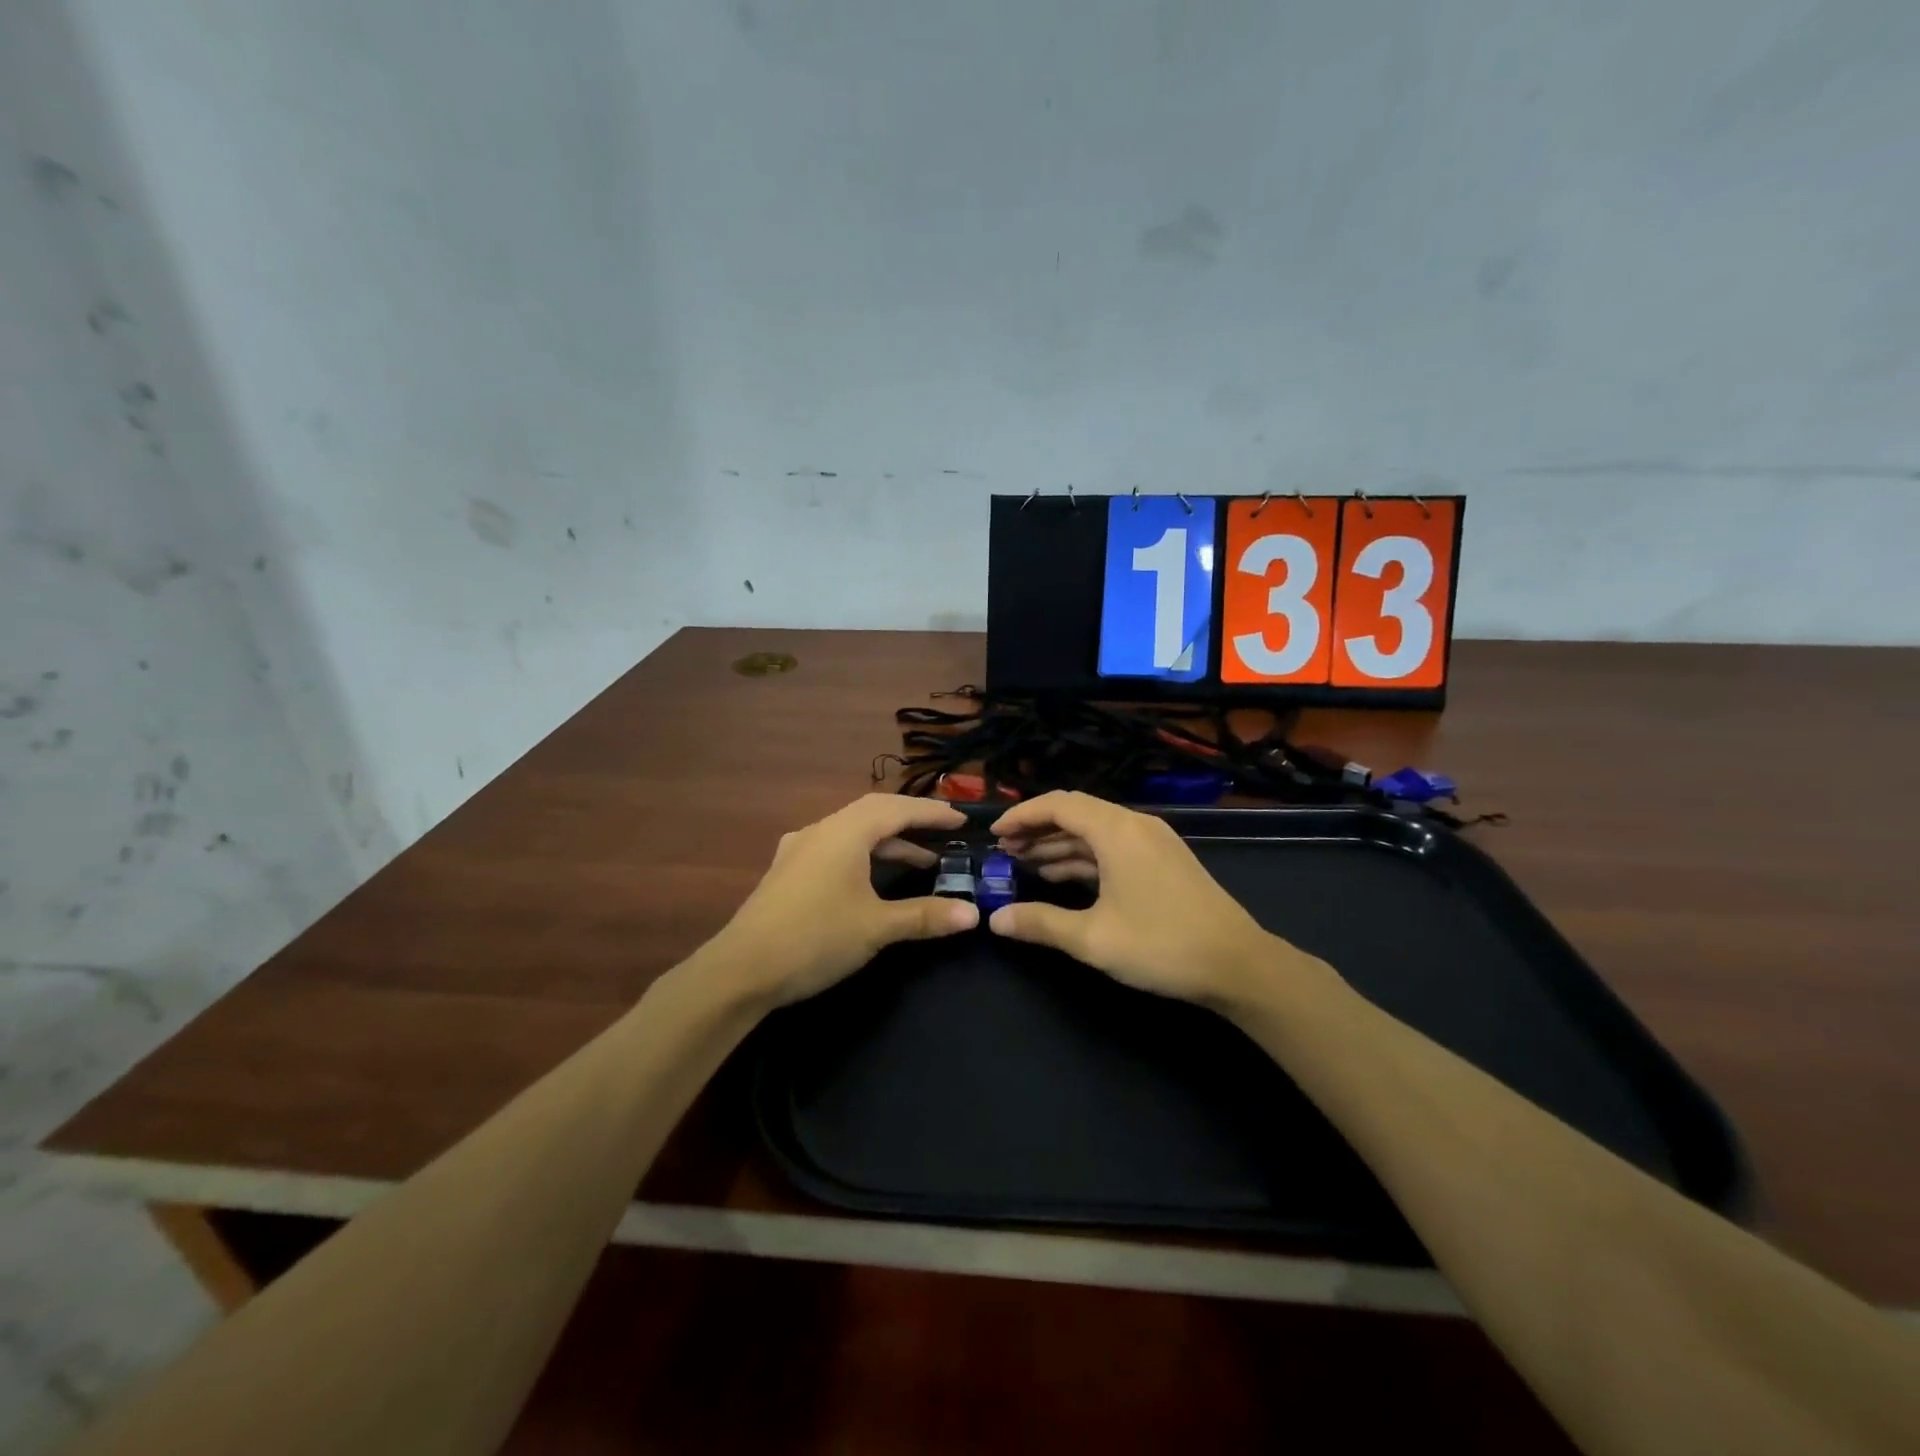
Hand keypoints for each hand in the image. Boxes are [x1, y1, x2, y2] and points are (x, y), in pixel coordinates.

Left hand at [711, 794, 978, 1005]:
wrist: (740, 970)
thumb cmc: (814, 938)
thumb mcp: (876, 927)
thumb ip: (925, 916)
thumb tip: (973, 914)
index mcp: (844, 832)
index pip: (897, 809)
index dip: (932, 812)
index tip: (962, 819)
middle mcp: (821, 830)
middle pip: (874, 813)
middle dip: (912, 821)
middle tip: (945, 831)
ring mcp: (800, 849)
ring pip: (853, 832)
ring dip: (888, 842)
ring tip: (922, 861)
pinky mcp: (788, 871)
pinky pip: (836, 848)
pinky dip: (864, 855)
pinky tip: (871, 876)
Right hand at [988, 791, 1302, 1007]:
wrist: (1239, 965)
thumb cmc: (1162, 946)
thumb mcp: (1093, 939)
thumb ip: (1040, 924)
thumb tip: (996, 920)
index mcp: (1117, 831)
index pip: (1059, 805)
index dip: (1022, 815)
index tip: (994, 834)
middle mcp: (1135, 825)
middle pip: (1076, 813)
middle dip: (1037, 829)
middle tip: (1004, 851)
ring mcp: (1153, 841)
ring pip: (1095, 831)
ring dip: (1059, 844)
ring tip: (1024, 863)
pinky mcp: (1163, 860)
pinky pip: (1113, 846)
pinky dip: (1084, 857)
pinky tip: (1063, 876)